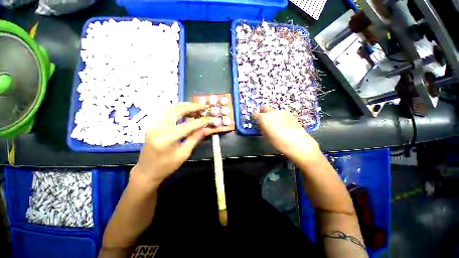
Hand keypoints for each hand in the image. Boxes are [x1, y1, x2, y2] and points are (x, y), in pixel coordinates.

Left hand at [132, 103, 213, 187]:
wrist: (146, 172)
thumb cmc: (166, 167)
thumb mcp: (183, 154)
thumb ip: (195, 139)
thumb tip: (207, 129)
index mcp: (166, 139)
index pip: (187, 126)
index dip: (202, 121)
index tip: (212, 119)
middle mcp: (157, 128)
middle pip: (177, 111)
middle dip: (193, 107)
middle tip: (205, 106)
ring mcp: (153, 125)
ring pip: (171, 109)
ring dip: (186, 106)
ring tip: (198, 108)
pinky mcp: (153, 125)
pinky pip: (167, 113)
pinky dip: (179, 110)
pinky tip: (187, 112)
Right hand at [253, 106, 320, 159]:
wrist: (298, 143)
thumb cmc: (278, 142)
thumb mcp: (266, 137)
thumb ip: (261, 128)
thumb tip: (260, 125)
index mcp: (263, 118)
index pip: (255, 114)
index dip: (254, 117)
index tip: (255, 120)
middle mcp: (272, 112)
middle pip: (264, 108)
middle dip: (262, 112)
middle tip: (264, 120)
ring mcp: (281, 112)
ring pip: (273, 111)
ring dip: (271, 115)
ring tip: (275, 124)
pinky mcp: (289, 114)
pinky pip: (281, 113)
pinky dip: (279, 117)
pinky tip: (283, 124)